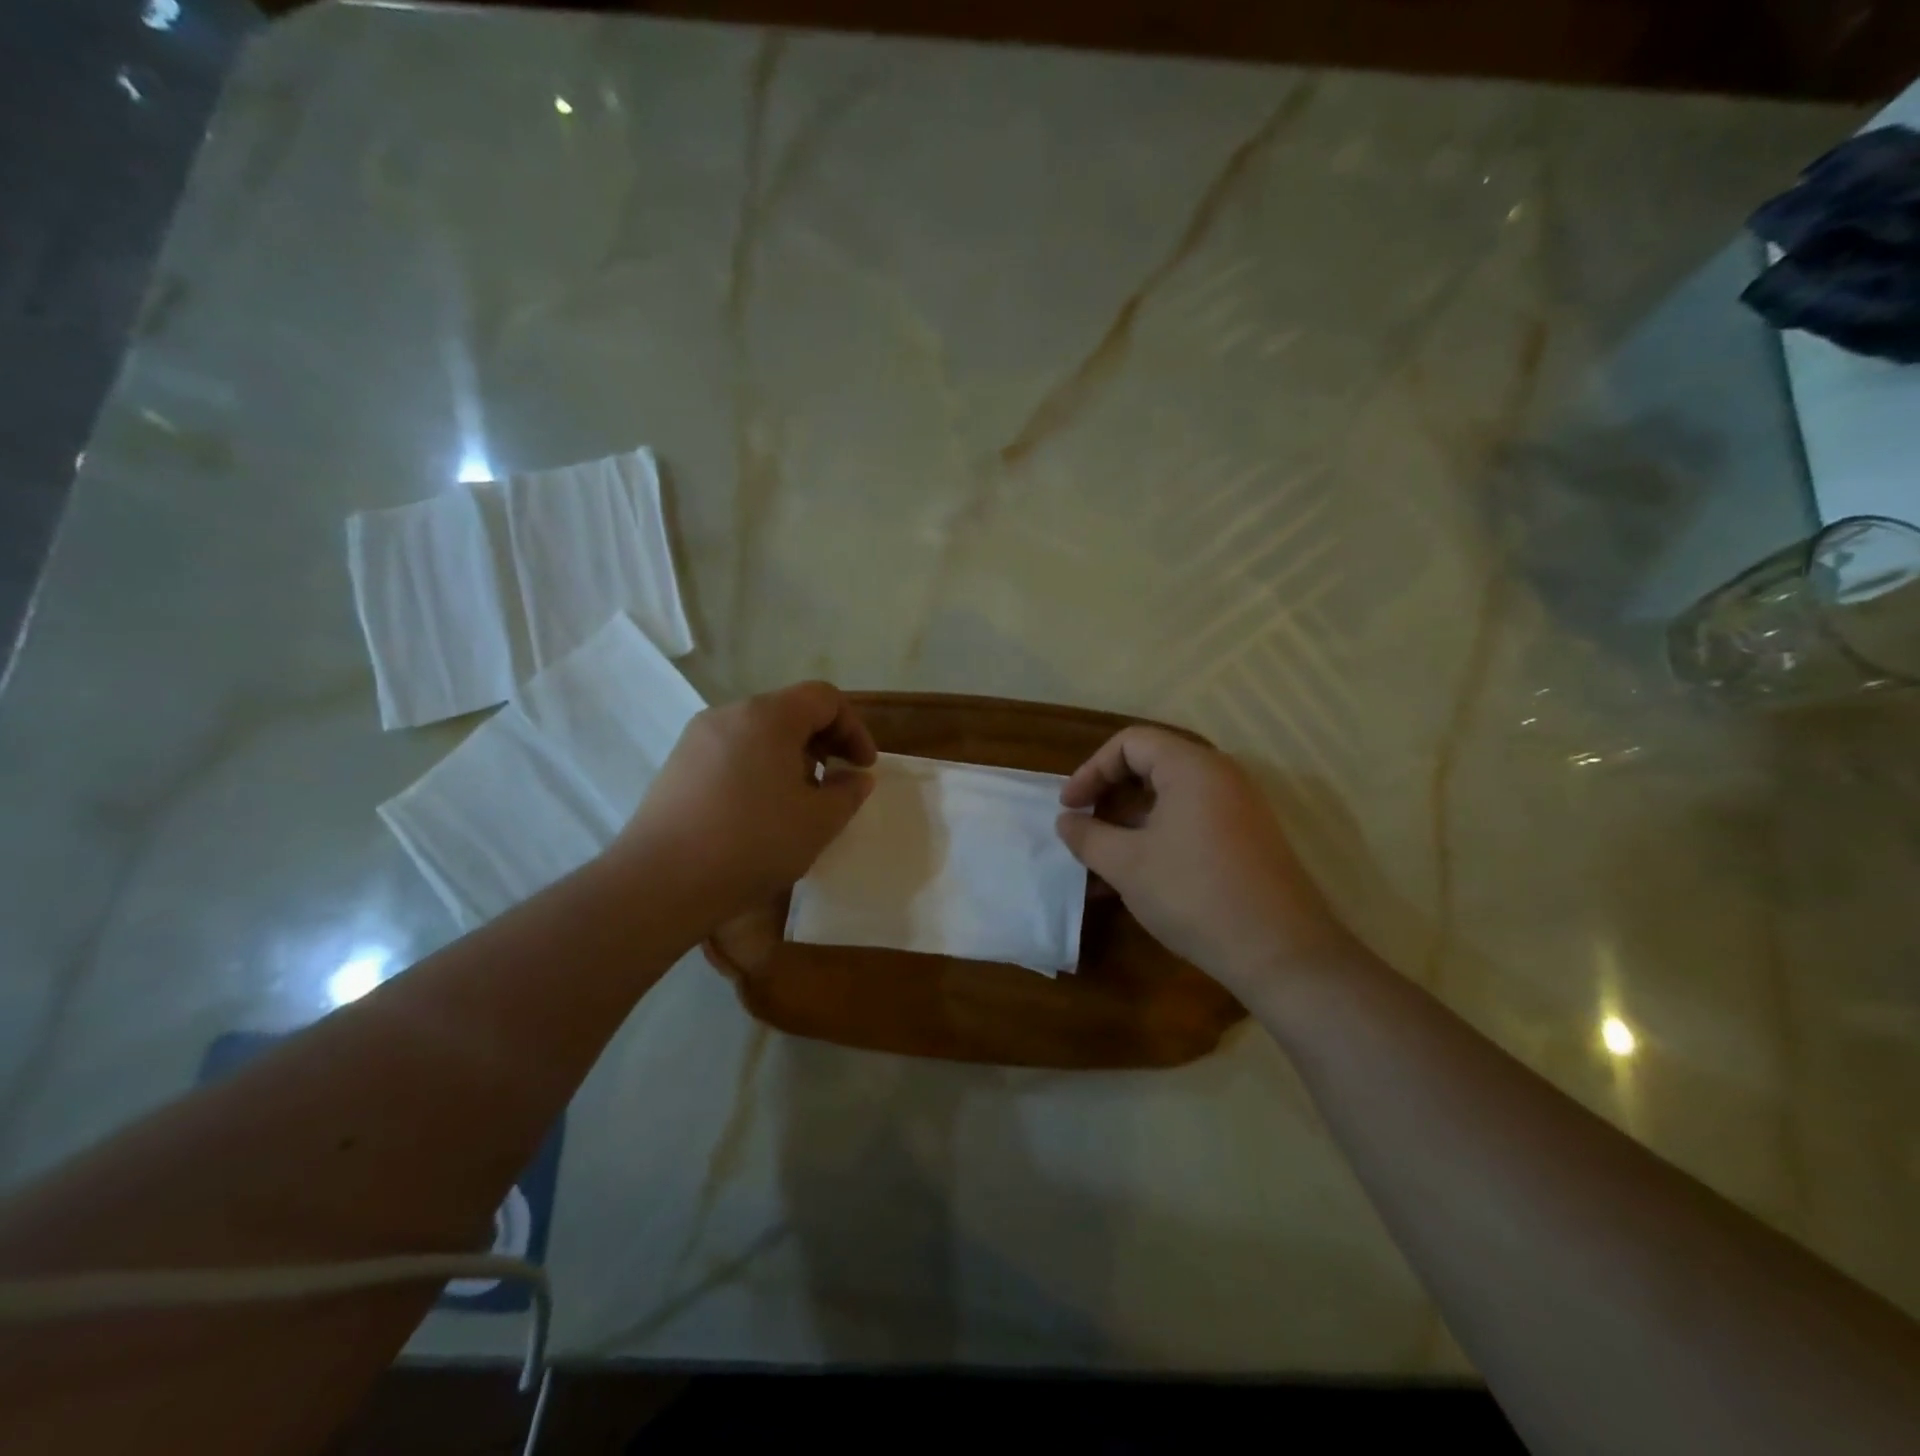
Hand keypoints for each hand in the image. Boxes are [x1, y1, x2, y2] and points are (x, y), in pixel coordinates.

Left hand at [615, 681, 876, 924]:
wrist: (660, 883)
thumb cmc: (752, 844)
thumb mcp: (818, 822)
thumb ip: (847, 792)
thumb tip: (854, 777)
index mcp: (768, 716)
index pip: (824, 698)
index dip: (854, 728)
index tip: (863, 767)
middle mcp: (730, 714)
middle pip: (789, 711)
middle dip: (823, 742)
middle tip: (836, 782)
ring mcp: (697, 738)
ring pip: (759, 733)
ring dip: (790, 757)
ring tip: (799, 801)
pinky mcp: (677, 766)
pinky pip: (731, 752)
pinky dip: (758, 768)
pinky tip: (758, 813)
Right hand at [1057, 728, 1360, 995]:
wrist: (1280, 953)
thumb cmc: (1194, 894)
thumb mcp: (1127, 864)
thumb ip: (1088, 836)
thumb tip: (1066, 821)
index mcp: (1192, 767)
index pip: (1130, 743)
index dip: (1091, 770)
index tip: (1069, 807)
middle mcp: (1220, 777)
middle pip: (1150, 767)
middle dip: (1108, 797)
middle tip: (1084, 830)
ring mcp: (1238, 809)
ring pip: (1168, 801)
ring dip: (1128, 825)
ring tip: (1100, 864)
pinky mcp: (1246, 840)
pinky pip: (1190, 823)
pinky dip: (1156, 840)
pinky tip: (1133, 881)